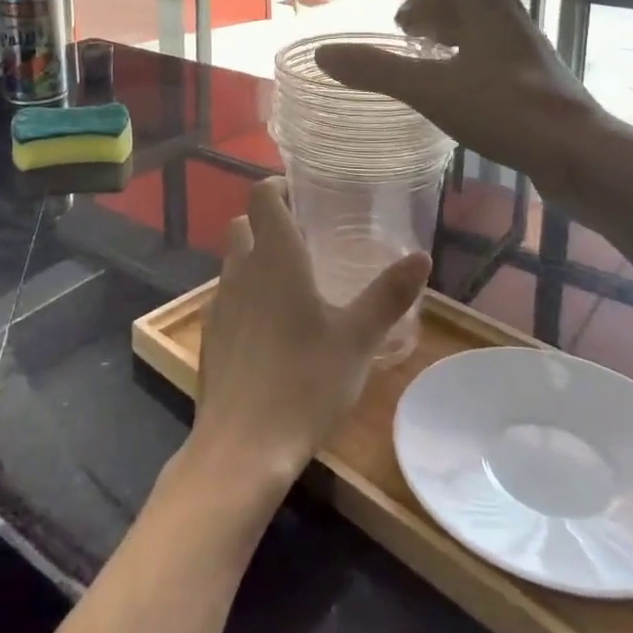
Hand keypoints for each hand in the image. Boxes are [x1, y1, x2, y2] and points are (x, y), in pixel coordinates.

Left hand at [192, 179, 430, 490]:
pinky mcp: (210, 335)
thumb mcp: (357, 339)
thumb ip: (388, 295)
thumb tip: (422, 256)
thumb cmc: (305, 382)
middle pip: (243, 224)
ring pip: (233, 261)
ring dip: (255, 258)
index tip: (302, 195)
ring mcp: (220, 303)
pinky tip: (271, 328)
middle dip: (267, 222)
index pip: (262, 196)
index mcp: (275, 257)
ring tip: (292, 283)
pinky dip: (246, 294)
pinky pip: (228, 296)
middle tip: (304, 238)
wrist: (242, 446)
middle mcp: (241, 269)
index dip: (277, 187)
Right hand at [314, 0, 601, 188]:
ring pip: (487, 33)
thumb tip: (323, 55)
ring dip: (457, 42)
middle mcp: (511, 19)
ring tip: (434, 69)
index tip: (401, 28)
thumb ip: (376, 71)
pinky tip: (467, 99)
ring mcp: (530, 51)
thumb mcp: (428, 89)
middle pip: (469, 5)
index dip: (421, 1)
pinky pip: (500, 60)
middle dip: (437, 19)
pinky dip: (476, 67)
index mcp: (486, 7)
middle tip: (411, 43)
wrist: (577, 152)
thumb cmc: (501, 109)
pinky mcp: (542, 82)